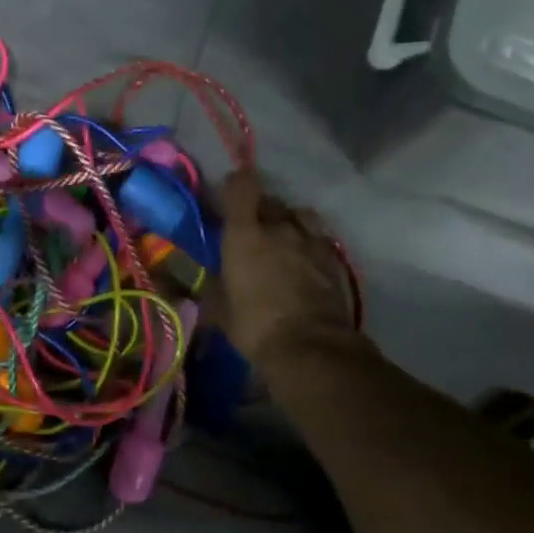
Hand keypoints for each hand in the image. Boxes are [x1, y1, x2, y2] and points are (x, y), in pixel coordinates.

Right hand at [214, 169, 360, 363]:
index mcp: (244, 234)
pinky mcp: (333, 257)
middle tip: (249, 227)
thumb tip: (200, 277)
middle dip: (258, 208)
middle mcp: (279, 227)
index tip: (226, 195)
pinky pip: (317, 236)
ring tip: (281, 238)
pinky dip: (307, 241)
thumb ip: (211, 284)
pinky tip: (303, 258)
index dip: (233, 185)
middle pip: (269, 200)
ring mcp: (310, 240)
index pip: (241, 186)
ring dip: (287, 220)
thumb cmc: (255, 326)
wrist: (312, 347)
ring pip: (297, 214)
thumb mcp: (219, 309)